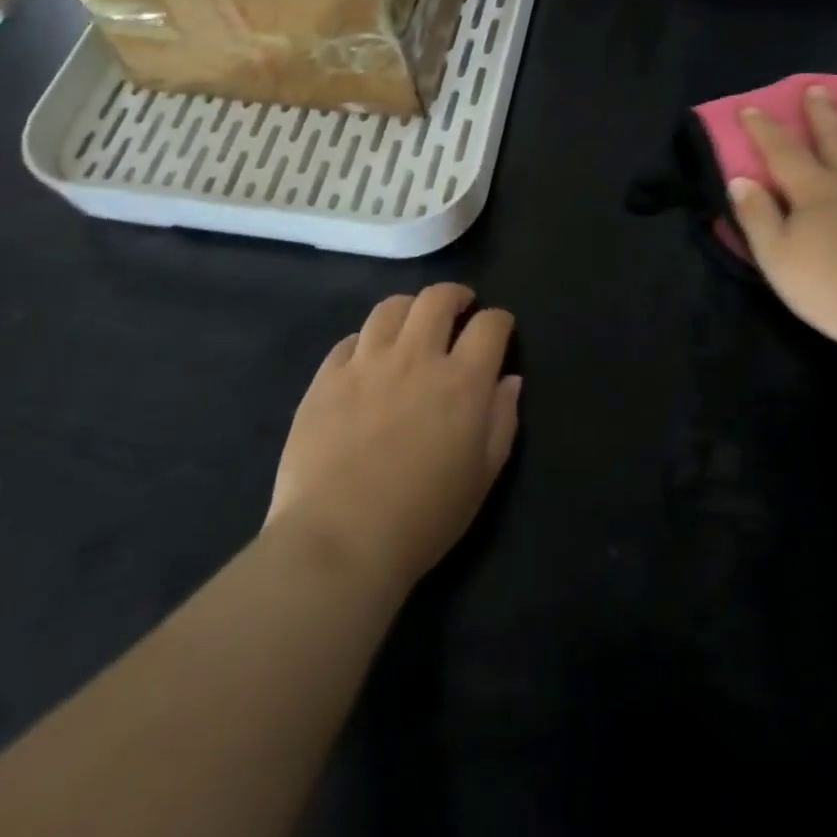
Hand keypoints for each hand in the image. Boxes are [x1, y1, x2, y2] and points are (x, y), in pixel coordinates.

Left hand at [267, 284, 521, 592]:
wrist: (339, 540)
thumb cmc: (423, 518)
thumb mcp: (482, 477)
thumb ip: (502, 420)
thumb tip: (509, 380)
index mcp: (461, 381)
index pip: (490, 325)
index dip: (500, 321)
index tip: (499, 330)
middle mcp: (416, 357)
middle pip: (437, 298)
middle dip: (455, 296)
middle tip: (459, 308)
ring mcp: (366, 362)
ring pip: (390, 308)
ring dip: (410, 308)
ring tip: (412, 323)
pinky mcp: (326, 377)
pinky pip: (349, 340)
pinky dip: (366, 340)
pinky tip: (368, 357)